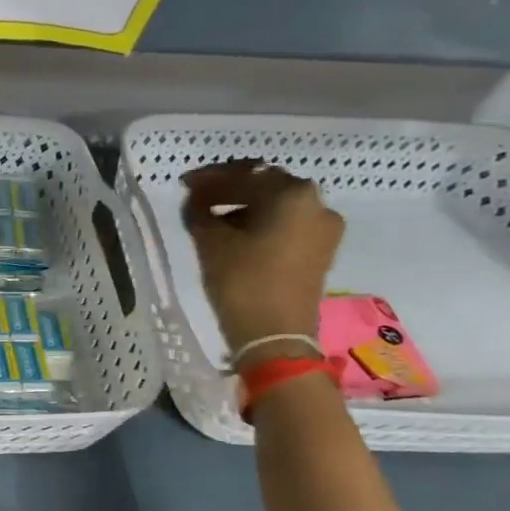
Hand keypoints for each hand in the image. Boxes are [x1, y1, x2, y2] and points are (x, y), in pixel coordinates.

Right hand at [180, 159, 344, 357]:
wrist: (275, 336)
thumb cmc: (242, 282)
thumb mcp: (210, 242)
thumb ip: (200, 211)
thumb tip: (196, 199)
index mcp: (292, 194)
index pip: (244, 174)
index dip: (210, 178)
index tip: (185, 183)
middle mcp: (316, 203)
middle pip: (266, 184)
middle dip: (231, 188)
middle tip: (199, 196)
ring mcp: (324, 227)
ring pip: (278, 205)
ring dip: (246, 205)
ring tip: (214, 217)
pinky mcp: (322, 249)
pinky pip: (288, 223)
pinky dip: (262, 222)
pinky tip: (237, 233)